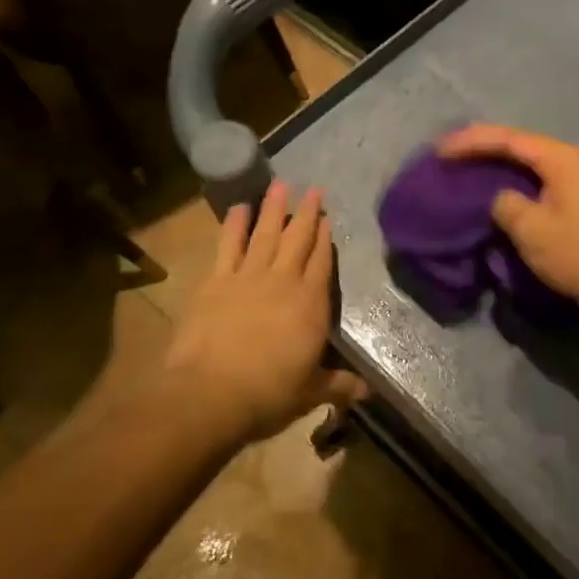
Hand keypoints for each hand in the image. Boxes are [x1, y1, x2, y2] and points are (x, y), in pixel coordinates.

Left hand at [163, 184, 367, 448]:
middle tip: (312, 189)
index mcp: (311, 305)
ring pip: (266, 234)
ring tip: (280, 185)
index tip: (328, 218)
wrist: (211, 393)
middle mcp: (283, 282)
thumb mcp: (310, 392)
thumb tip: (366, 392)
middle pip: (298, 240)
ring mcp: (248, 277)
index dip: (325, 240)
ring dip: (273, 209)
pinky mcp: (216, 282)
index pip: (322, 263)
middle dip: (307, 214)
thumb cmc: (269, 393)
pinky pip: (228, 245)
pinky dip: (234, 225)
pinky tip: (238, 208)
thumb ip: (338, 385)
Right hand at [435, 125, 578, 308]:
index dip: (472, 142)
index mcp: (564, 158)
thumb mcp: (529, 228)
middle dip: (485, 145)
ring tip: (469, 162)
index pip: (510, 140)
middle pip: (523, 144)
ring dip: (501, 161)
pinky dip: (518, 177)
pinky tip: (501, 183)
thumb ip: (505, 203)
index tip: (441, 150)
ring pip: (533, 160)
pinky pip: (543, 176)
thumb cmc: (575, 253)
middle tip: (451, 150)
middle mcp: (576, 159)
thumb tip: (502, 198)